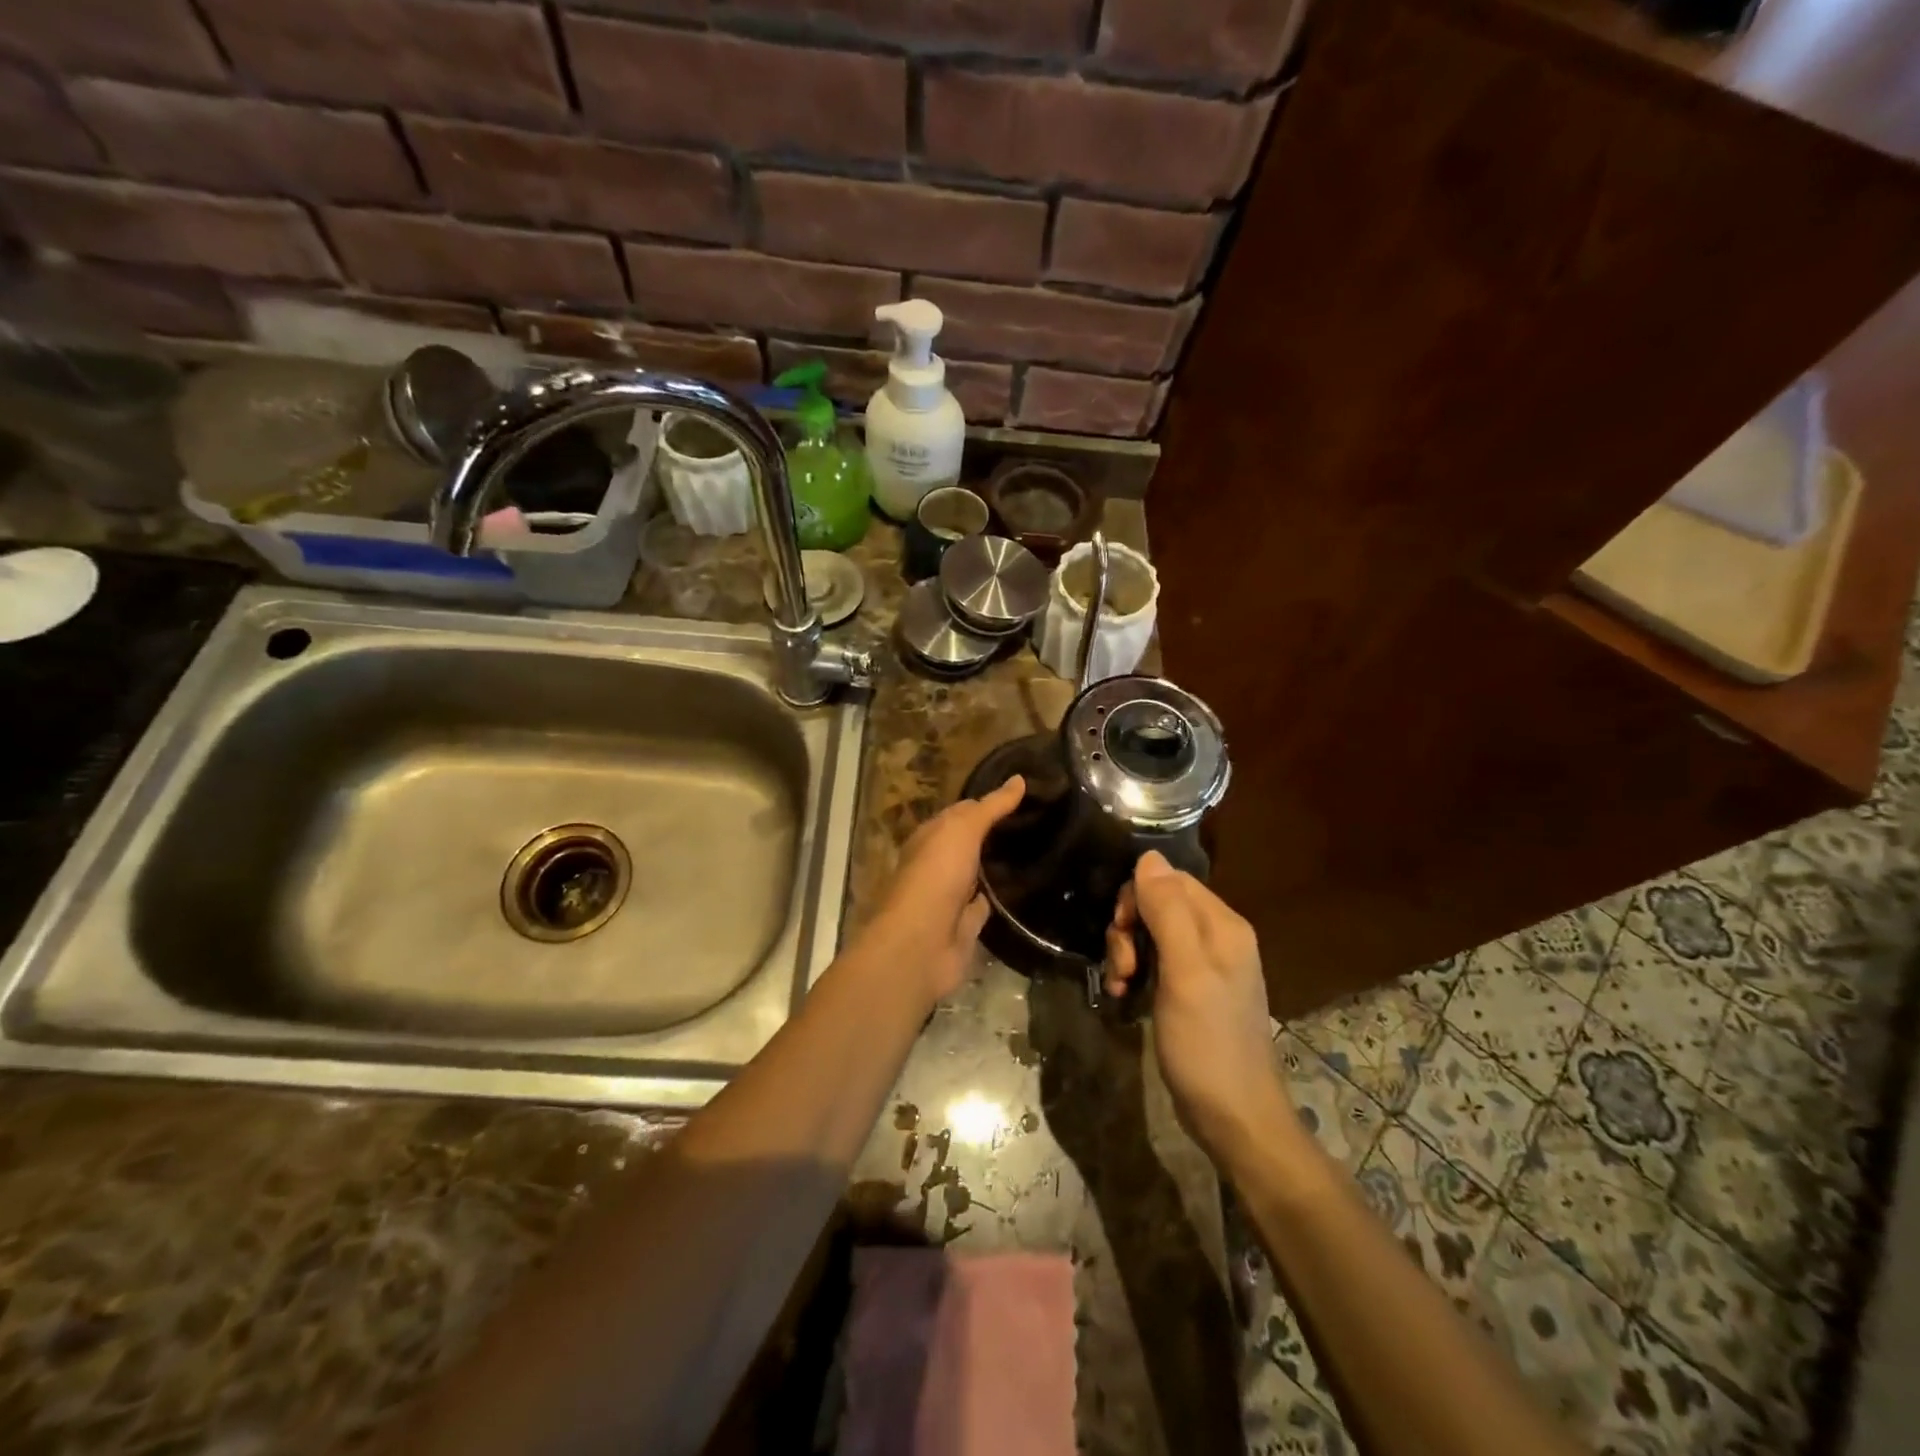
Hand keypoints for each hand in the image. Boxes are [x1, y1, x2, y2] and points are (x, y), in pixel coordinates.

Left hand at [854, 776, 1025, 1009]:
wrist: (920, 944)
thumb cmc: (935, 876)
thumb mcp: (962, 830)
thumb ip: (991, 807)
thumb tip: (1019, 779)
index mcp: (930, 837)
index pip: (962, 812)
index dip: (989, 803)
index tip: (1024, 795)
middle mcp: (938, 865)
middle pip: (970, 844)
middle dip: (996, 834)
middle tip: (1040, 823)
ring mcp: (951, 897)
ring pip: (978, 875)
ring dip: (999, 867)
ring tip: (1040, 852)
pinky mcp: (965, 927)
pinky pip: (986, 906)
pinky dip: (1001, 899)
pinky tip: (1026, 890)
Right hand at [1105, 852, 1294, 1169]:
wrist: (1233, 1117)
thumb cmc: (1208, 1042)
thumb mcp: (1184, 972)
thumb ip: (1167, 911)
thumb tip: (1149, 855)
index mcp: (1222, 925)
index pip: (1170, 879)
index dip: (1138, 897)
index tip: (1123, 931)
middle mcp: (1217, 937)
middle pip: (1158, 904)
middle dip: (1129, 929)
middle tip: (1123, 968)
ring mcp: (1204, 966)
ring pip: (1151, 933)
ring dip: (1126, 953)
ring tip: (1121, 986)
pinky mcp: (1191, 991)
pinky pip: (1155, 962)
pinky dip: (1135, 973)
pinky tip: (1125, 996)